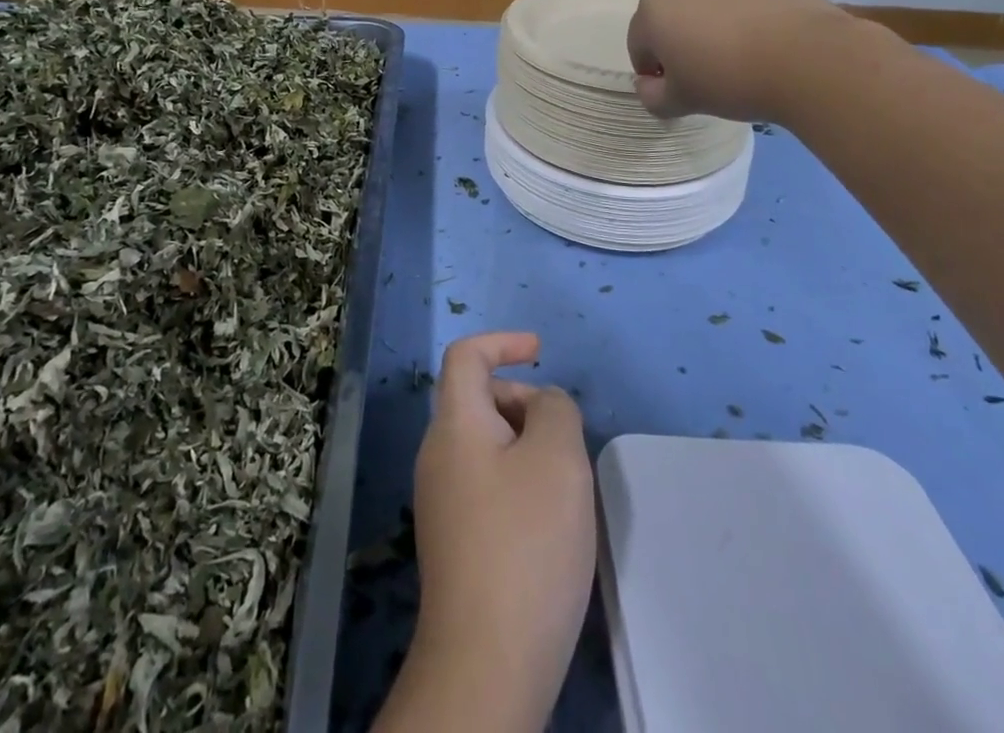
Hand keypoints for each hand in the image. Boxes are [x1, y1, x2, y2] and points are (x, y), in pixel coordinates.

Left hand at [374, 332, 594, 732]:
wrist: (486, 661)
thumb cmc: (525, 543)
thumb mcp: (557, 458)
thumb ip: (555, 410)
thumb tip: (542, 406)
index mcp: (454, 424)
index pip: (465, 357)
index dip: (502, 342)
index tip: (540, 351)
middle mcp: (437, 455)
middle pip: (477, 400)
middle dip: (523, 402)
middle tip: (566, 440)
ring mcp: (441, 501)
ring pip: (486, 445)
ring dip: (526, 446)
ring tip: (566, 486)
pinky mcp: (454, 541)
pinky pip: (486, 483)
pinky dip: (518, 481)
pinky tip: (548, 525)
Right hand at [626, 0, 850, 121]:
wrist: (810, 59)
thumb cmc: (732, 81)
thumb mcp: (682, 102)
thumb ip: (652, 96)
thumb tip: (649, 85)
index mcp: (654, 8)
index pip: (640, 43)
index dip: (655, 70)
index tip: (679, 87)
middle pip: (671, 13)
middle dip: (681, 37)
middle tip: (709, 67)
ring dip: (713, 19)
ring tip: (743, 49)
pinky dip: (746, 9)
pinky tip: (768, 35)